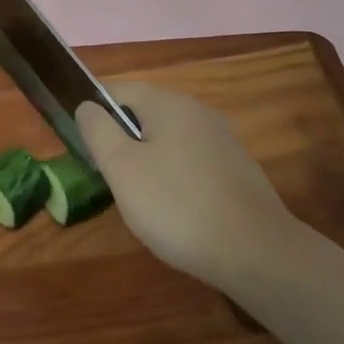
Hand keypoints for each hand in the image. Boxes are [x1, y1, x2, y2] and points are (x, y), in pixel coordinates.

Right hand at [76, 82, 296, 290]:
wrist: (258, 253)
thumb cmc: (177, 206)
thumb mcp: (122, 168)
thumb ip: (98, 130)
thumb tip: (87, 106)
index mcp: (167, 102)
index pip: (117, 90)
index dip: (94, 114)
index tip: (86, 149)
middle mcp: (197, 110)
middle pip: (144, 114)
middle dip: (122, 141)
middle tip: (110, 178)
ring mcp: (221, 139)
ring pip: (168, 139)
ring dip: (148, 161)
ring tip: (140, 199)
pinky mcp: (236, 168)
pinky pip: (192, 161)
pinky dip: (176, 178)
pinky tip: (177, 211)